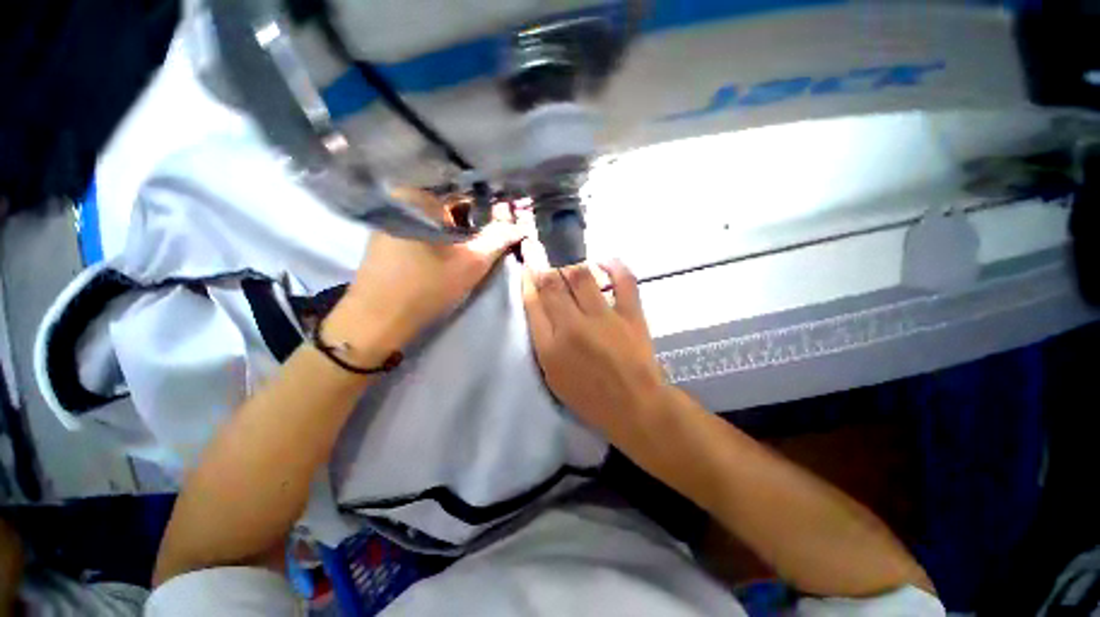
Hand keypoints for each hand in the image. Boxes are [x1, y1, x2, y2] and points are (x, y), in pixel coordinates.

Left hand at [327, 189, 523, 362]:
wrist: (377, 321)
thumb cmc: (426, 287)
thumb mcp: (471, 263)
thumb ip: (499, 239)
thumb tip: (520, 225)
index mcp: (417, 195)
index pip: (466, 190)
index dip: (492, 205)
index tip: (508, 219)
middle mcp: (400, 197)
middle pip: (451, 203)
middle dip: (477, 219)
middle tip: (497, 235)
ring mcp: (391, 216)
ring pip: (439, 216)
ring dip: (462, 229)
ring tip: (479, 245)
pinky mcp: (389, 235)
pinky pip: (425, 226)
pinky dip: (444, 236)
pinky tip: (455, 251)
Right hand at [521, 258, 670, 438]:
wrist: (635, 407)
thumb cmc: (590, 397)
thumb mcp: (555, 376)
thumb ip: (544, 340)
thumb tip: (539, 306)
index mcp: (550, 348)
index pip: (533, 303)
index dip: (527, 280)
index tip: (526, 265)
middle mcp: (573, 327)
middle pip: (552, 284)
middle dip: (541, 264)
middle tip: (538, 251)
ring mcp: (603, 319)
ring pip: (581, 276)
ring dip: (571, 267)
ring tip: (571, 269)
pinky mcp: (630, 315)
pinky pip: (623, 280)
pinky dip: (615, 266)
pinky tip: (606, 261)